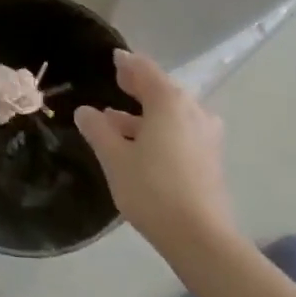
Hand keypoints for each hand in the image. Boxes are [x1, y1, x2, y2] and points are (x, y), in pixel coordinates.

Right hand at [76, 50, 232, 249]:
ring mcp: (206, 135)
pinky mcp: (210, 158)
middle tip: (116, 83)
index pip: (145, 70)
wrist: (201, 238)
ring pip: (172, 113)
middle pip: (162, 89)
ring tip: (117, 121)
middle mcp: (193, 110)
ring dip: (146, 113)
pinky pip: (181, 130)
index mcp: (169, 102)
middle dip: (138, 87)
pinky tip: (141, 145)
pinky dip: (160, 129)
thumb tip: (85, 111)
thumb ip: (98, 130)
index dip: (127, 63)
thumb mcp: (114, 158)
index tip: (114, 58)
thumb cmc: (152, 189)